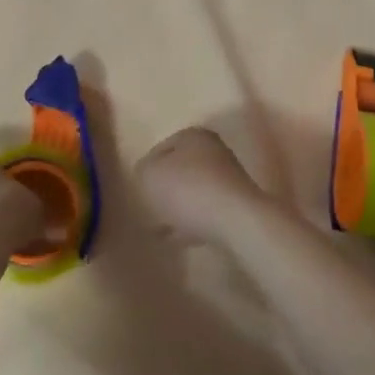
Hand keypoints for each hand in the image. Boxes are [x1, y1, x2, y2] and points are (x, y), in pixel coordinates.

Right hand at [136, 126, 270, 246]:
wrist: (236, 222)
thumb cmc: (188, 190)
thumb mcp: (149, 176)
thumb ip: (142, 171)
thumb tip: (146, 175)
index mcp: (192, 135)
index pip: (160, 148)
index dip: (146, 169)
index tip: (137, 191)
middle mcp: (213, 151)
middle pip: (179, 169)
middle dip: (164, 189)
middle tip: (147, 209)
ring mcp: (228, 179)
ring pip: (193, 192)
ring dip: (177, 208)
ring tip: (159, 229)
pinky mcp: (237, 206)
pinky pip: (206, 212)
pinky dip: (191, 223)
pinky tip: (178, 239)